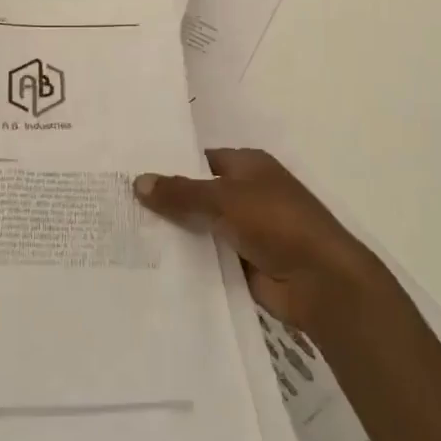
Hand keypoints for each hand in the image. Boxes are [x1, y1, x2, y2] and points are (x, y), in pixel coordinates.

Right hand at [134, 149, 392, 342]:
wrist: (320, 281)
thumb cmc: (277, 222)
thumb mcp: (224, 199)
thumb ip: (181, 193)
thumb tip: (138, 181)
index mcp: (248, 166)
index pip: (200, 159)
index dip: (170, 166)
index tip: (131, 174)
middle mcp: (247, 193)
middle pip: (199, 195)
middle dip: (167, 202)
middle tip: (119, 207)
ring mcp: (246, 230)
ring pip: (201, 228)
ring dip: (175, 234)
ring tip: (125, 236)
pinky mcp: (244, 264)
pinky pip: (208, 257)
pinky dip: (188, 260)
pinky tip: (152, 265)